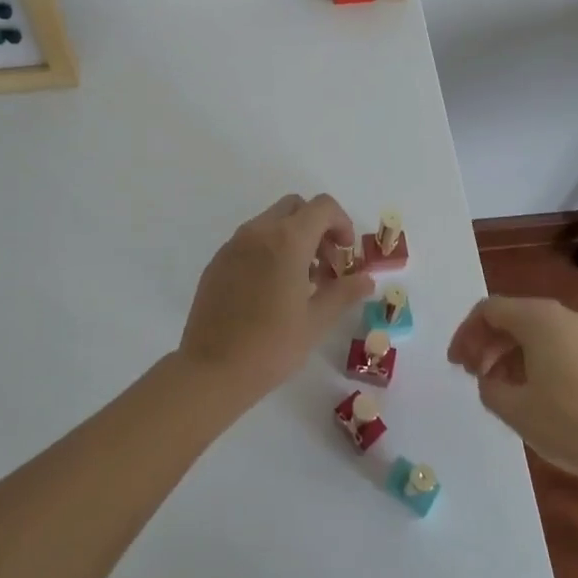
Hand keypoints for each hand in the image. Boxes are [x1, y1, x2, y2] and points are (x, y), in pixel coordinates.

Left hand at [179, 194, 368, 405]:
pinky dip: (268, 251)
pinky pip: (249, 242)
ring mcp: (233, 245)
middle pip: (295, 208)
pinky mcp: (217, 262)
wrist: (212, 370)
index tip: (346, 255)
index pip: (322, 207)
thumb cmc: (272, 345)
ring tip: (301, 283)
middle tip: (326, 265)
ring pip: (270, 223)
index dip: (342, 223)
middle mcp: (258, 232)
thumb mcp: (316, 321)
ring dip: (292, 239)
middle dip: (317, 227)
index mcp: (286, 240)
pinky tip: (271, 291)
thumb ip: (344, 292)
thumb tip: (366, 280)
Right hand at [447, 295, 577, 480]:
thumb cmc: (568, 423)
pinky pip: (554, 345)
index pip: (489, 310)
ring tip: (497, 388)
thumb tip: (489, 380)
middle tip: (472, 376)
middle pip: (512, 317)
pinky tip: (529, 392)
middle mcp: (562, 315)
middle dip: (486, 343)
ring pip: (534, 332)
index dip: (466, 334)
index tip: (456, 365)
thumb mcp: (514, 408)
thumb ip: (488, 387)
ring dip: (508, 353)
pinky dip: (532, 360)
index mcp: (538, 318)